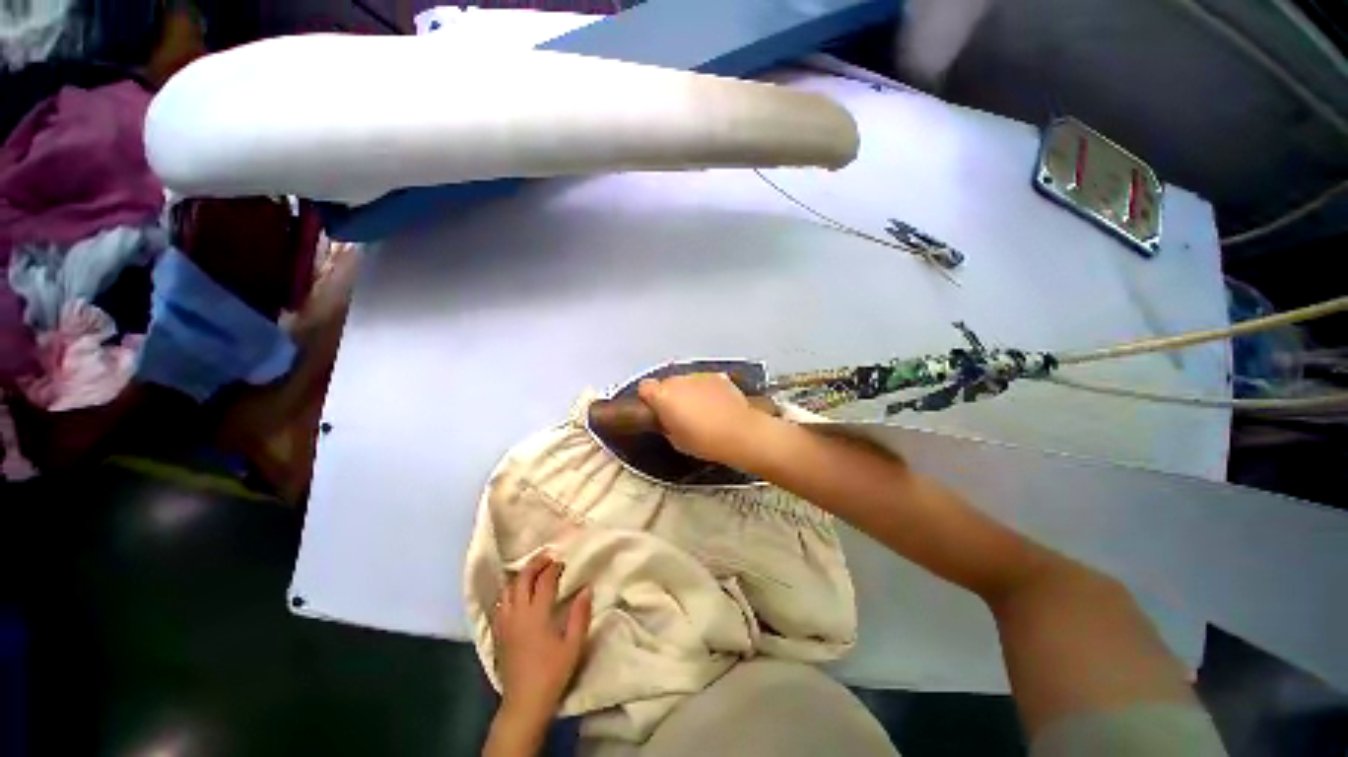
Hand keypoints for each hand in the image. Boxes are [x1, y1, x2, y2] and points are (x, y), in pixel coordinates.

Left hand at [493, 554, 592, 723]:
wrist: (526, 696)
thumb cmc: (554, 672)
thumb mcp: (574, 646)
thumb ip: (580, 616)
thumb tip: (586, 590)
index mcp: (536, 614)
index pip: (544, 582)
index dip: (553, 568)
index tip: (562, 561)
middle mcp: (516, 612)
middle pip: (521, 579)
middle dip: (533, 565)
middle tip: (546, 558)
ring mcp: (503, 621)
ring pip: (507, 589)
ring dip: (519, 577)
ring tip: (531, 574)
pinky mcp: (497, 631)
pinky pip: (500, 603)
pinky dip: (509, 592)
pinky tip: (516, 598)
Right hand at [637, 373, 774, 464]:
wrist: (740, 433)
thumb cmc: (704, 442)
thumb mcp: (675, 441)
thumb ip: (665, 424)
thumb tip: (667, 419)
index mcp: (663, 396)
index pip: (644, 387)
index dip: (649, 399)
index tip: (656, 411)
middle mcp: (678, 380)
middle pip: (666, 383)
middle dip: (670, 396)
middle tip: (680, 415)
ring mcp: (699, 376)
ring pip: (686, 382)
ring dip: (689, 392)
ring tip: (701, 412)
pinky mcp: (718, 377)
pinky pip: (705, 382)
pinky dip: (707, 391)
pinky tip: (716, 406)